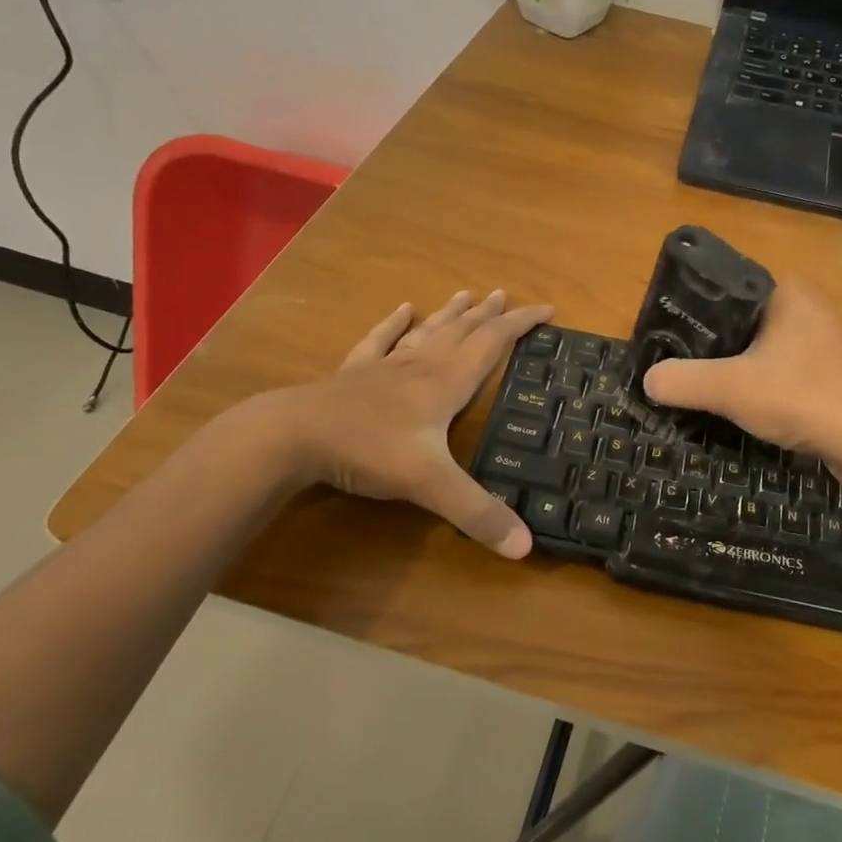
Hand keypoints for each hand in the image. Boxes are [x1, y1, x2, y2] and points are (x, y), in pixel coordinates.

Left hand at [261, 289, 552, 557]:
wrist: (294, 436)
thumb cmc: (369, 451)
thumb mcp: (430, 485)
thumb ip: (477, 514)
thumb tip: (526, 547)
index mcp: (445, 383)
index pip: (492, 344)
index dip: (521, 324)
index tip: (548, 309)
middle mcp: (421, 366)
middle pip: (462, 331)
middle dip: (489, 314)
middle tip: (506, 295)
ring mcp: (385, 367)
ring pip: (427, 332)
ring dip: (450, 314)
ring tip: (467, 294)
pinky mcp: (355, 374)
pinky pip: (380, 340)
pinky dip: (394, 324)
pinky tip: (402, 309)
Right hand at [642, 279, 841, 516]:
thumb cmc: (804, 397)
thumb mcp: (731, 387)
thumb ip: (683, 381)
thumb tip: (647, 380)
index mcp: (784, 292)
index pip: (723, 289)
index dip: (689, 312)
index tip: (660, 338)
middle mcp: (803, 309)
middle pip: (737, 323)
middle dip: (705, 348)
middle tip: (670, 368)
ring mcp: (818, 345)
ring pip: (757, 353)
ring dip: (730, 372)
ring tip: (693, 390)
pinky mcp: (826, 378)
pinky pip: (776, 377)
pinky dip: (754, 391)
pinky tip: (735, 410)